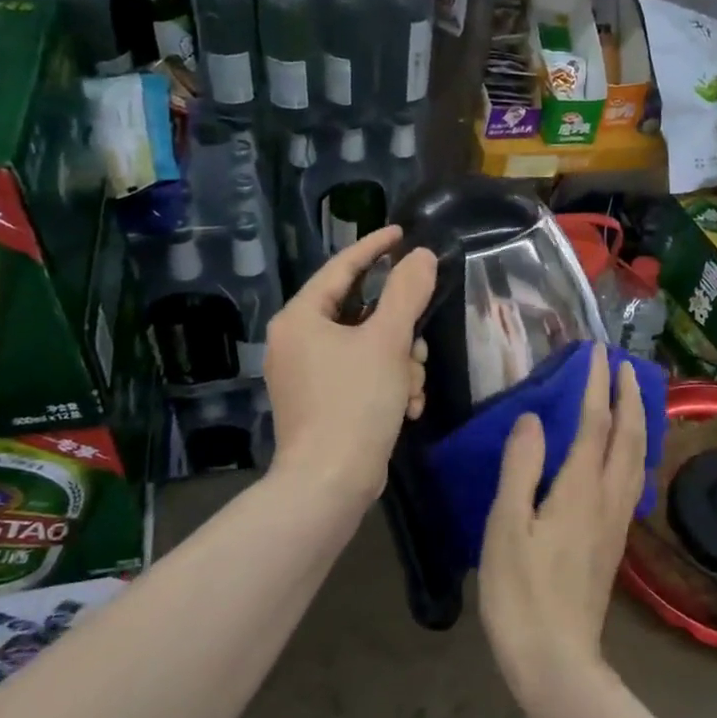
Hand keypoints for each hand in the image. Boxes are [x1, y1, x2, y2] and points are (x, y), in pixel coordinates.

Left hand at [265, 226, 435, 510]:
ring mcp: (307, 375)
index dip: (374, 248)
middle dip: (399, 332)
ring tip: (411, 389)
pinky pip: (362, 376)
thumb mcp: (387, 341)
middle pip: (361, 314)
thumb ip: (406, 292)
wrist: (330, 484)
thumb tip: (419, 256)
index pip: (341, 268)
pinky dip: (388, 385)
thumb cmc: (354, 403)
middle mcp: (297, 342)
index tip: (403, 233)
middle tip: (417, 347)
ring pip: (368, 348)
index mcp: (300, 319)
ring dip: (399, 364)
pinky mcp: (321, 403)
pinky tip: (406, 407)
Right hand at [478, 345, 647, 701]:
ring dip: (638, 420)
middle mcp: (609, 499)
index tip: (596, 353)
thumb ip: (521, 468)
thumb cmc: (522, 592)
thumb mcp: (507, 527)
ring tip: (632, 398)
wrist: (557, 660)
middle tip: (623, 365)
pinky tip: (627, 454)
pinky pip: (633, 478)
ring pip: (638, 458)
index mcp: (581, 490)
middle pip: (629, 437)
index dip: (596, 386)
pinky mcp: (615, 540)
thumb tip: (535, 419)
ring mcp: (617, 521)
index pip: (596, 424)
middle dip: (629, 396)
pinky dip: (635, 449)